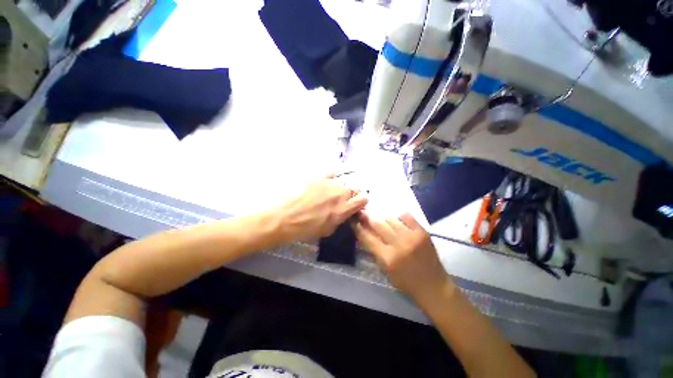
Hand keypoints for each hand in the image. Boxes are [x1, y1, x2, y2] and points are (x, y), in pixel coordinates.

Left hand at [275, 175, 367, 241]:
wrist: (282, 217)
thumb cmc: (303, 228)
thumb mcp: (326, 230)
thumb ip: (339, 220)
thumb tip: (344, 213)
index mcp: (343, 210)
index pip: (363, 199)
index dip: (362, 201)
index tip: (356, 203)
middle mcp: (339, 194)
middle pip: (355, 188)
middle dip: (352, 194)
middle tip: (343, 199)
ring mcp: (329, 183)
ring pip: (343, 181)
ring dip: (341, 186)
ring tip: (331, 191)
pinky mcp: (318, 176)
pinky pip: (331, 172)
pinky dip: (332, 177)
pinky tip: (326, 181)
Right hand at [352, 212, 451, 303]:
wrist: (433, 286)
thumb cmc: (406, 282)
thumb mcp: (385, 270)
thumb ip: (374, 251)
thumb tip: (364, 233)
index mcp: (387, 258)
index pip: (367, 238)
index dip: (358, 227)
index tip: (354, 219)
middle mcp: (398, 245)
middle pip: (378, 224)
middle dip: (368, 217)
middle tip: (363, 212)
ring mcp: (411, 237)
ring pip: (391, 219)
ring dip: (384, 219)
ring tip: (383, 220)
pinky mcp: (422, 232)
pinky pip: (407, 216)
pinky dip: (400, 217)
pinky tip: (398, 220)